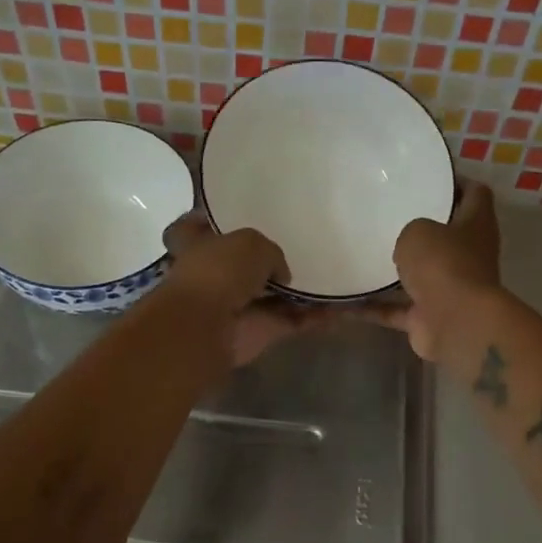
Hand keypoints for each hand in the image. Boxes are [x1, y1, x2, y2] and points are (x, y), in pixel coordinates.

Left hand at [162, 215, 328, 366]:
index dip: (209, 218)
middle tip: (301, 241)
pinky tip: (346, 307)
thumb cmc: (218, 271)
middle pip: (242, 263)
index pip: (195, 226)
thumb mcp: (251, 242)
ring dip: (301, 290)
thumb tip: (281, 276)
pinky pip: (295, 320)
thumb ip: (271, 252)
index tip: (231, 211)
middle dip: (267, 258)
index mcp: (197, 244)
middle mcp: (215, 274)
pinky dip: (318, 316)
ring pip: (274, 294)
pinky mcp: (261, 331)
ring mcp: (238, 305)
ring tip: (337, 273)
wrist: (208, 327)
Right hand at [365, 179, 501, 360]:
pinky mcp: (428, 318)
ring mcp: (449, 290)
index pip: (475, 194)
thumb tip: (408, 245)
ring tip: (363, 255)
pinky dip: (373, 308)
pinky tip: (344, 303)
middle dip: (421, 228)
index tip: (429, 176)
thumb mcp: (419, 230)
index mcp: (476, 225)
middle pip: (447, 236)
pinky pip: (395, 310)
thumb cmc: (443, 264)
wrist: (455, 323)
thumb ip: (411, 230)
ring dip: (396, 271)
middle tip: (387, 214)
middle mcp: (468, 256)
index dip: (457, 182)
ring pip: (420, 275)